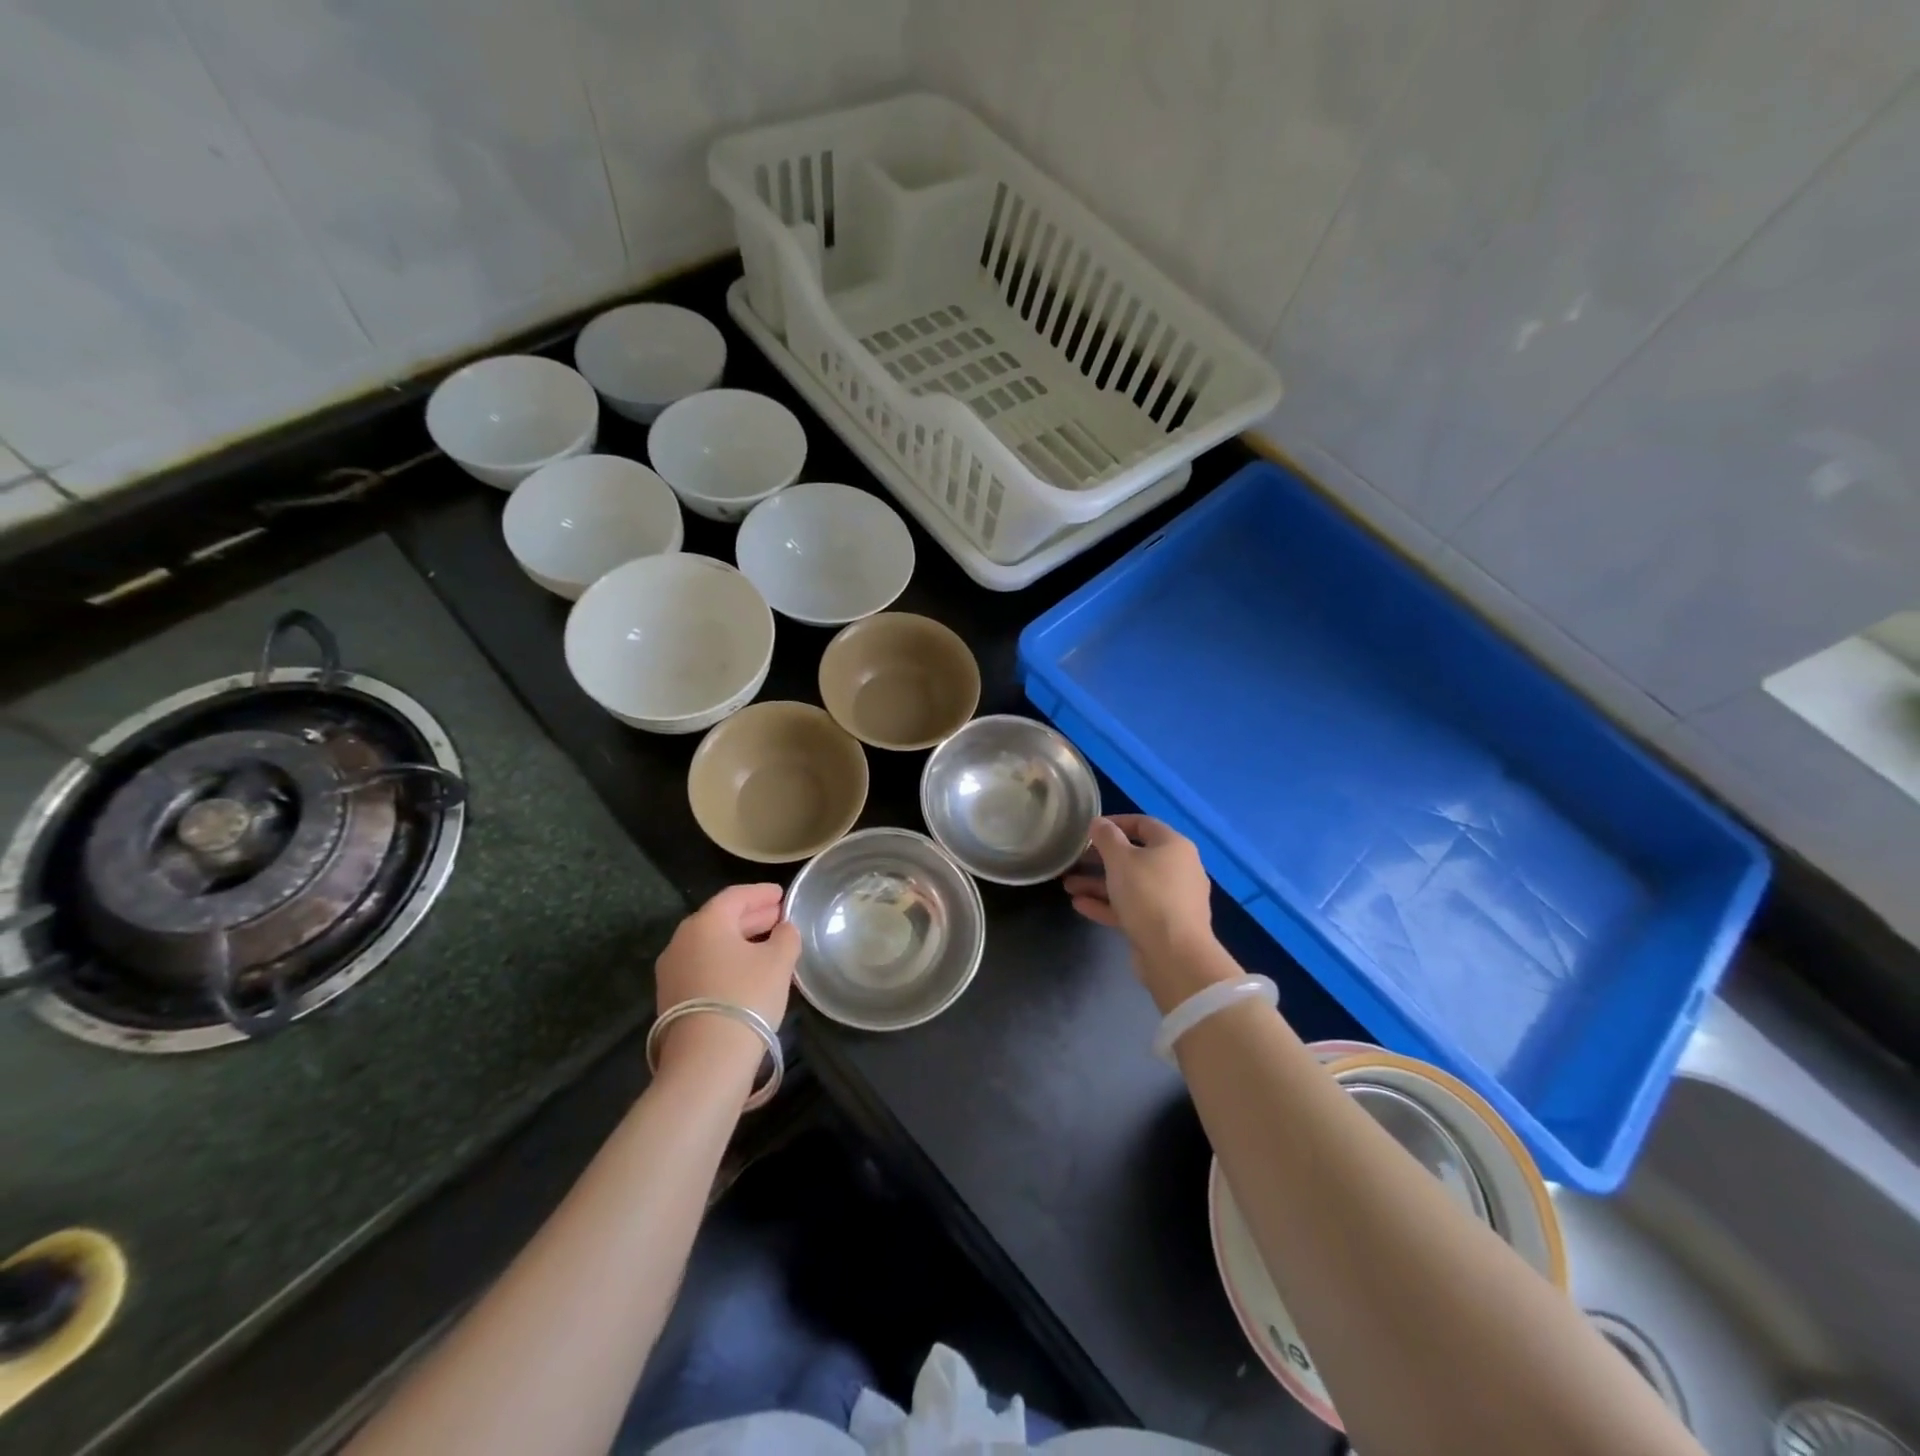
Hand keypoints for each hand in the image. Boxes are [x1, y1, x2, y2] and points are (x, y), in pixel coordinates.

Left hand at [652, 884, 798, 1081]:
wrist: (706, 1060)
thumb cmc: (746, 997)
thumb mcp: (779, 962)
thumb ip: (786, 937)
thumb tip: (784, 929)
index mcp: (706, 922)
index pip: (736, 896)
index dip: (761, 893)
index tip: (781, 893)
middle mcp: (682, 941)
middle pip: (720, 919)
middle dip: (751, 917)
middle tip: (778, 917)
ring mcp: (671, 971)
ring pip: (710, 945)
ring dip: (739, 941)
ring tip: (766, 945)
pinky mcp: (670, 999)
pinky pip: (703, 967)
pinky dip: (726, 962)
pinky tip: (746, 973)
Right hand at [1063, 815, 1223, 1008]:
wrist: (1175, 954)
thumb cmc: (1148, 894)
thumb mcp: (1120, 859)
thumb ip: (1106, 837)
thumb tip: (1099, 823)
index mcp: (1174, 846)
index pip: (1143, 824)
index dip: (1115, 823)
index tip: (1089, 829)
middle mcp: (1177, 869)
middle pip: (1135, 856)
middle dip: (1100, 859)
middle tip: (1074, 861)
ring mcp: (1171, 899)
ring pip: (1130, 885)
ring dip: (1099, 884)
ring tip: (1068, 886)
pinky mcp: (1162, 924)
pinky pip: (1132, 907)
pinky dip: (1108, 904)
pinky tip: (1080, 905)